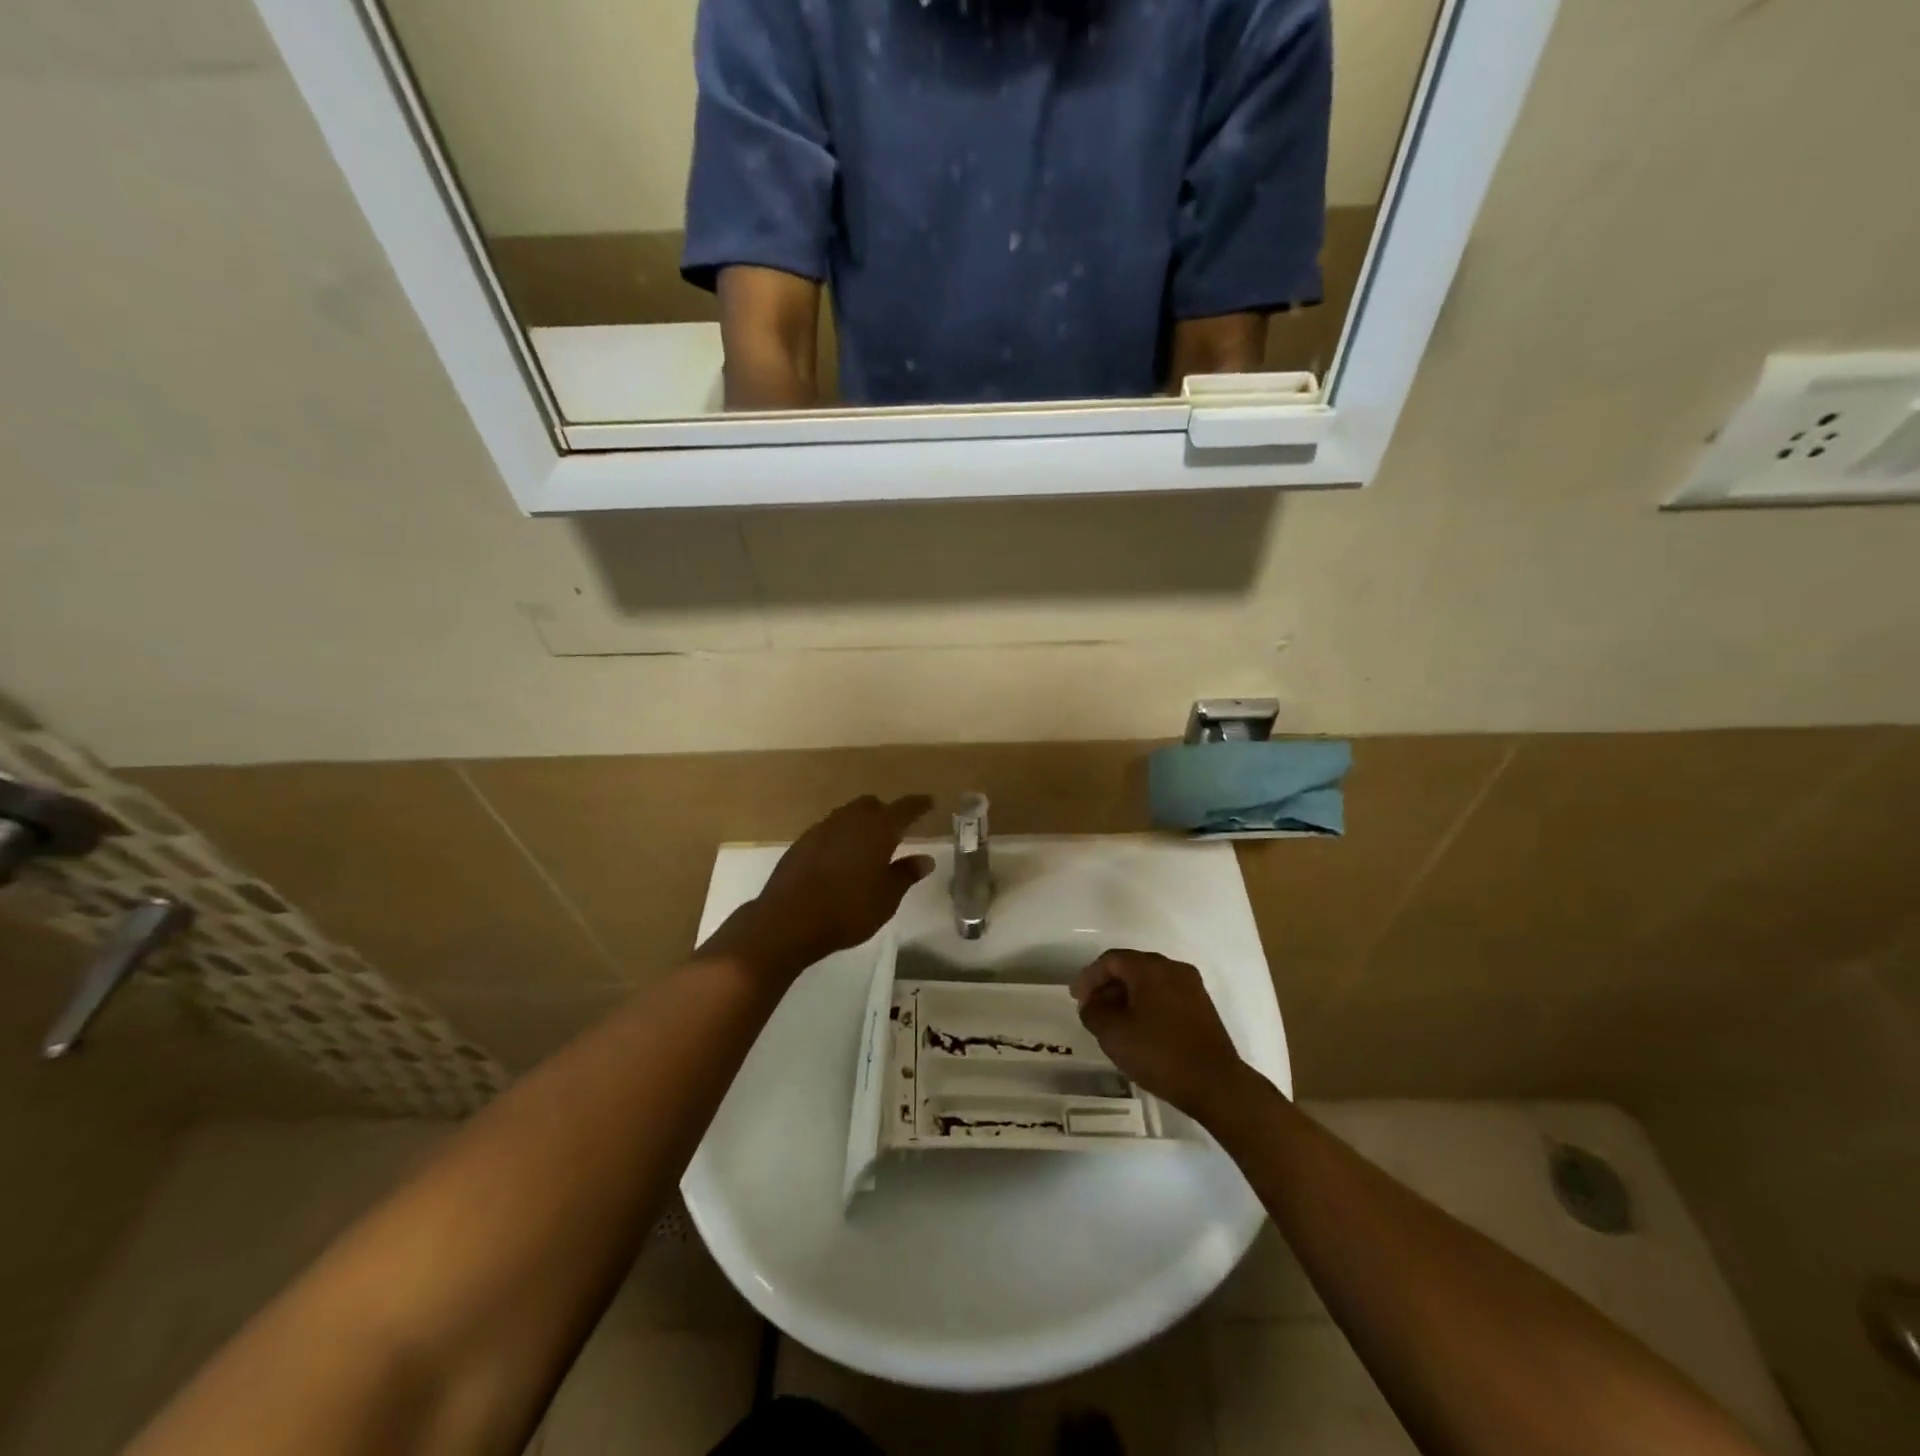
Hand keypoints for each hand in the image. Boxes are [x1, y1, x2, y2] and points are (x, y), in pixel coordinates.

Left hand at [702, 795, 935, 984]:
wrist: (788, 921)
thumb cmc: (847, 910)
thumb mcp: (886, 898)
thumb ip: (906, 874)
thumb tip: (925, 859)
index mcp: (877, 830)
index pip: (904, 809)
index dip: (918, 805)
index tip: (928, 802)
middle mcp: (849, 820)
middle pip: (871, 805)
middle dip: (885, 813)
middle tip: (896, 830)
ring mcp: (821, 829)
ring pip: (847, 816)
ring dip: (860, 824)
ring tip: (867, 846)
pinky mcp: (801, 843)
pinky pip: (828, 831)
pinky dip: (839, 838)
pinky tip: (839, 859)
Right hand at [1072, 950, 1247, 1120]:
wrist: (1215, 1084)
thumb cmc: (1159, 1053)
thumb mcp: (1113, 1034)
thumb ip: (1094, 1012)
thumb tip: (1092, 1004)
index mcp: (1150, 968)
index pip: (1111, 960)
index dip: (1088, 977)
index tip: (1076, 999)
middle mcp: (1173, 968)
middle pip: (1131, 967)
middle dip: (1107, 986)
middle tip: (1092, 1009)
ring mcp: (1192, 987)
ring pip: (1150, 982)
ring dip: (1127, 997)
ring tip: (1113, 1022)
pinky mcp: (1202, 1007)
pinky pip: (1166, 995)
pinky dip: (1147, 1005)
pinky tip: (1140, 1029)